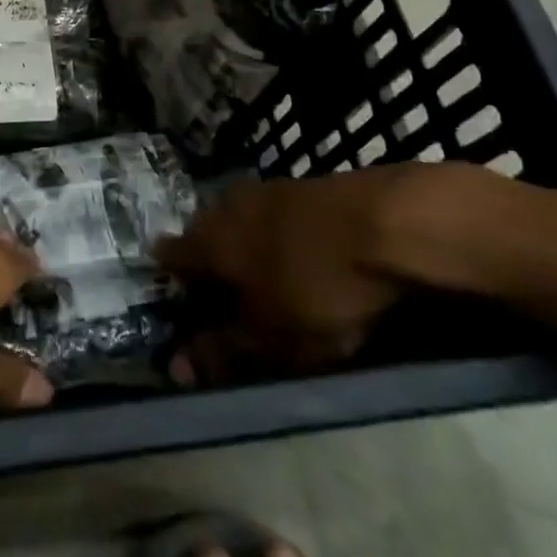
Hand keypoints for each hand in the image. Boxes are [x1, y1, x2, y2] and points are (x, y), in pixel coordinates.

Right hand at [155, 163, 462, 384]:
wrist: (388, 223)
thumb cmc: (319, 287)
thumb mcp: (273, 338)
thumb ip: (224, 351)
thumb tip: (178, 368)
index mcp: (206, 240)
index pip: (168, 257)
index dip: (173, 286)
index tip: (186, 312)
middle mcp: (224, 206)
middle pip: (204, 237)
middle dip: (212, 267)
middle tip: (231, 304)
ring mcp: (264, 190)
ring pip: (240, 224)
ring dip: (248, 252)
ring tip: (272, 286)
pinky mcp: (301, 187)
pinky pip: (274, 218)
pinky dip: (279, 240)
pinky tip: (304, 261)